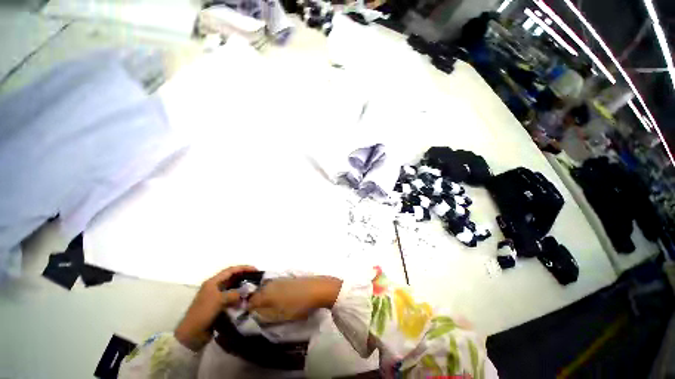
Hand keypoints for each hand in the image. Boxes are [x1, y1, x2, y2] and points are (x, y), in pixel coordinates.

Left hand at [175, 265, 256, 350]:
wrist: (191, 334)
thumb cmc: (203, 313)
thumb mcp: (219, 300)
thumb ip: (234, 294)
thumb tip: (244, 293)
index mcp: (212, 282)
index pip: (231, 270)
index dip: (243, 268)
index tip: (255, 270)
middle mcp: (214, 287)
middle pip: (232, 278)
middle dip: (244, 276)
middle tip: (256, 278)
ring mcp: (216, 297)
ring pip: (232, 288)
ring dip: (242, 288)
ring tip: (252, 289)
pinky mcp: (218, 306)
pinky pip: (231, 298)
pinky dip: (238, 298)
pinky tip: (245, 300)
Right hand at [247, 276, 341, 322]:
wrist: (318, 289)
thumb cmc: (297, 305)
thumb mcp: (277, 315)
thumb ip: (262, 313)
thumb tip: (252, 311)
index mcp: (265, 292)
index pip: (250, 300)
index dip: (248, 309)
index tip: (250, 317)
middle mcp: (271, 283)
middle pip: (258, 293)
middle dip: (257, 302)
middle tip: (261, 313)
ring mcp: (281, 279)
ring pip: (267, 288)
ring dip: (266, 297)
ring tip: (272, 307)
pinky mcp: (289, 278)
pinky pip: (276, 286)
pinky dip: (275, 292)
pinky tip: (281, 298)